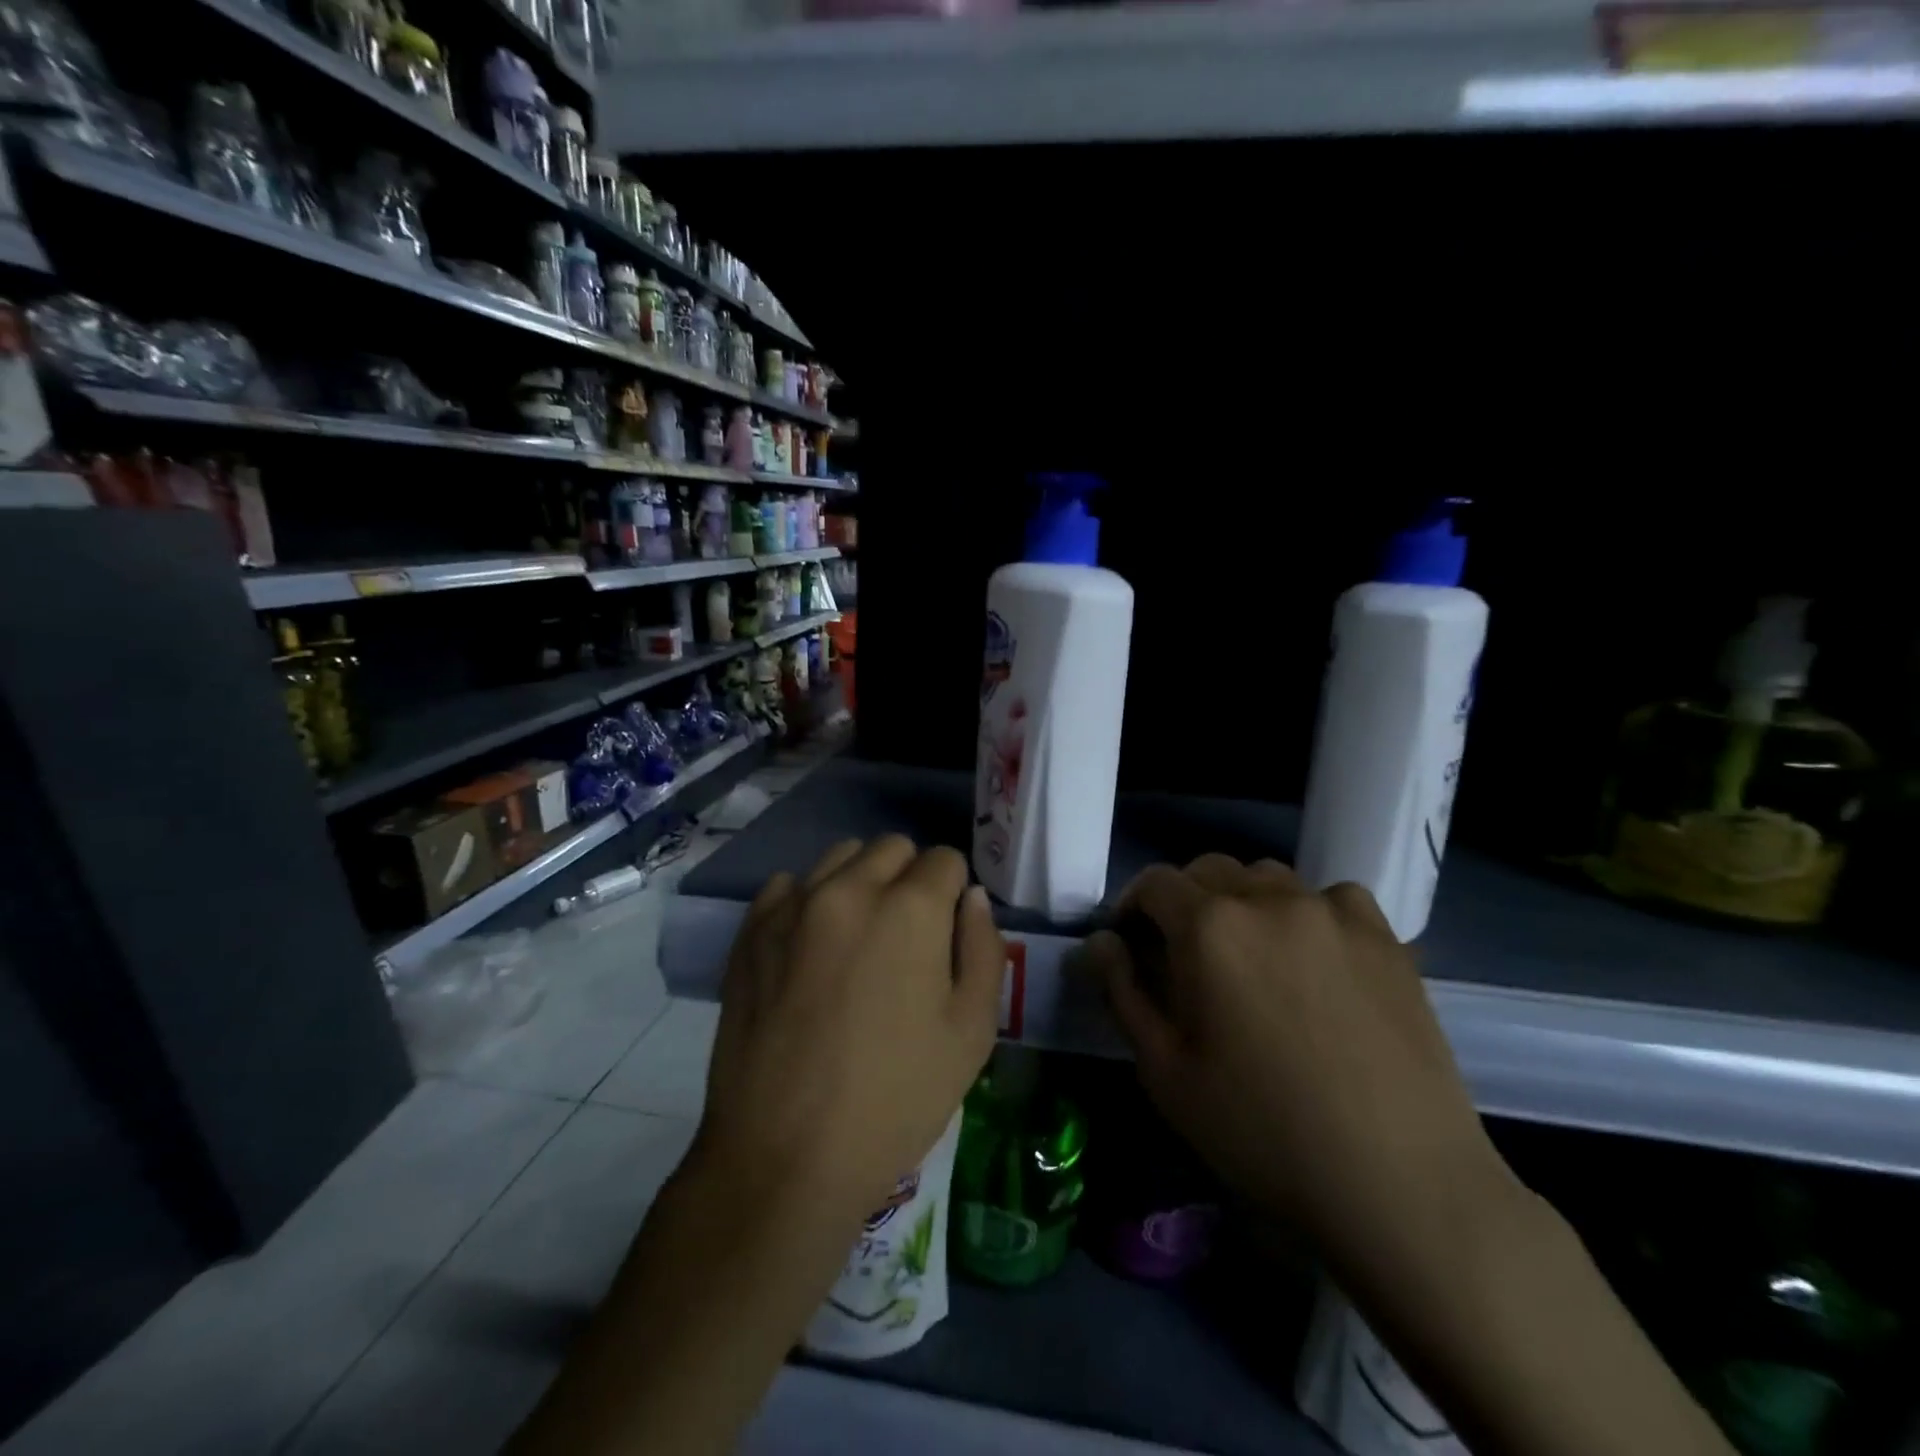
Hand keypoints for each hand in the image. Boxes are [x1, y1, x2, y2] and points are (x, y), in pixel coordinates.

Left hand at [695, 836, 1004, 1223]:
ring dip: (860, 882)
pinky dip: (808, 901)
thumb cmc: (895, 1099)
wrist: (784, 1156)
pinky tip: (809, 950)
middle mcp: (850, 888)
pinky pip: (789, 886)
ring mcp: (793, 905)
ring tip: (857, 940)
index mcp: (911, 908)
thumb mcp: (971, 1033)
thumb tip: (972, 899)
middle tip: (906, 938)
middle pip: (892, 847)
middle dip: (909, 878)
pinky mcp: (751, 930)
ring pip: (840, 858)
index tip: (945, 935)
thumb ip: (984, 949)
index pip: (945, 860)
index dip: (953, 894)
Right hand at [1085, 856, 1514, 1284]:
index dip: (1132, 907)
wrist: (1400, 1183)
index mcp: (1208, 927)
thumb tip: (1100, 942)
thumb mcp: (1165, 1071)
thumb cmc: (1262, 1131)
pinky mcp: (1384, 936)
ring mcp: (1332, 912)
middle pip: (1209, 871)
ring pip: (1267, 879)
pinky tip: (1316, 960)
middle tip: (1186, 955)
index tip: (1131, 943)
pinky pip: (1330, 898)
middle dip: (1184, 902)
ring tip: (1251, 957)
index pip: (1154, 883)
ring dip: (1243, 903)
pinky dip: (1308, 914)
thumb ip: (1123, 992)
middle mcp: (1267, 899)